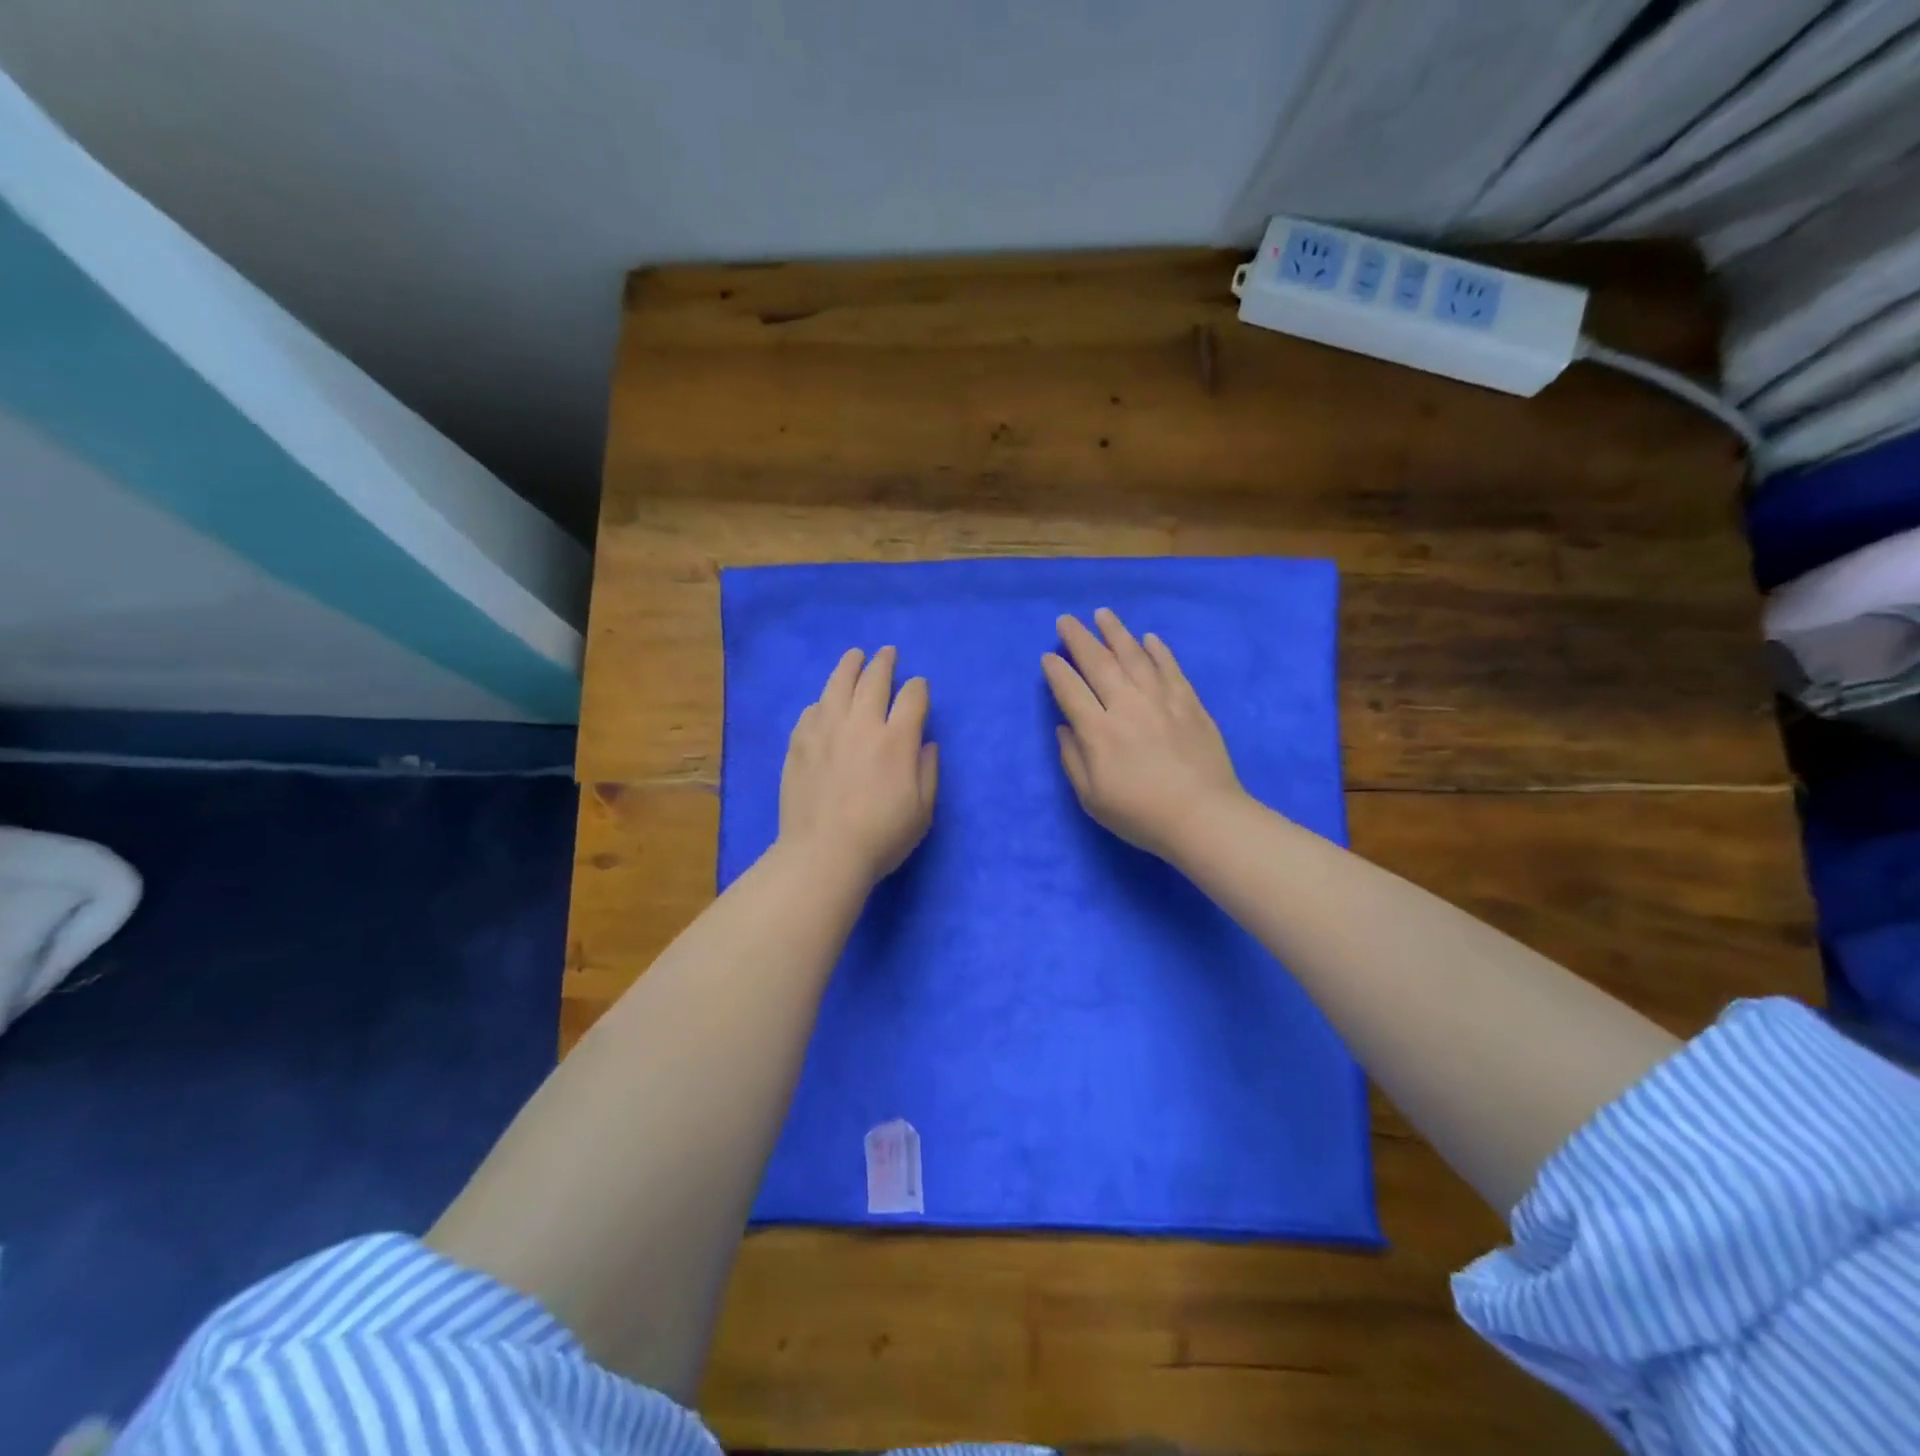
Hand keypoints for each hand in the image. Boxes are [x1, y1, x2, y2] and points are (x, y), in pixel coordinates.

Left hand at [778, 646, 938, 886]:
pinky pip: (812, 710)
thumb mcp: (922, 811)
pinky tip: (825, 702)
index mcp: (896, 740)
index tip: (919, 686)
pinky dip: (823, 701)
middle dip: (885, 663)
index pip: (912, 697)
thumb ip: (928, 772)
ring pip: (838, 685)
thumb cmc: (881, 837)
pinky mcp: (799, 743)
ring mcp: (826, 730)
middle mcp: (861, 725)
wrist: (824, 853)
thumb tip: (926, 743)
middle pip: (874, 680)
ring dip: (850, 666)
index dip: (918, 687)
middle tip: (888, 653)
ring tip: (855, 656)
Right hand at [1042, 608, 1244, 862]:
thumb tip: (1064, 727)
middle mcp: (1126, 706)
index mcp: (1098, 732)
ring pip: (1134, 656)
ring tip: (1103, 614)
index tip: (1048, 656)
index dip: (1056, 671)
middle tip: (1066, 620)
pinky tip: (1149, 638)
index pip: (1070, 690)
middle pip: (1099, 663)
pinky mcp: (1190, 703)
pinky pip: (1170, 668)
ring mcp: (1161, 700)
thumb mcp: (1092, 798)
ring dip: (1116, 632)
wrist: (1204, 817)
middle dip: (1079, 639)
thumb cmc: (1141, 815)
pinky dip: (1158, 651)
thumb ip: (1073, 759)